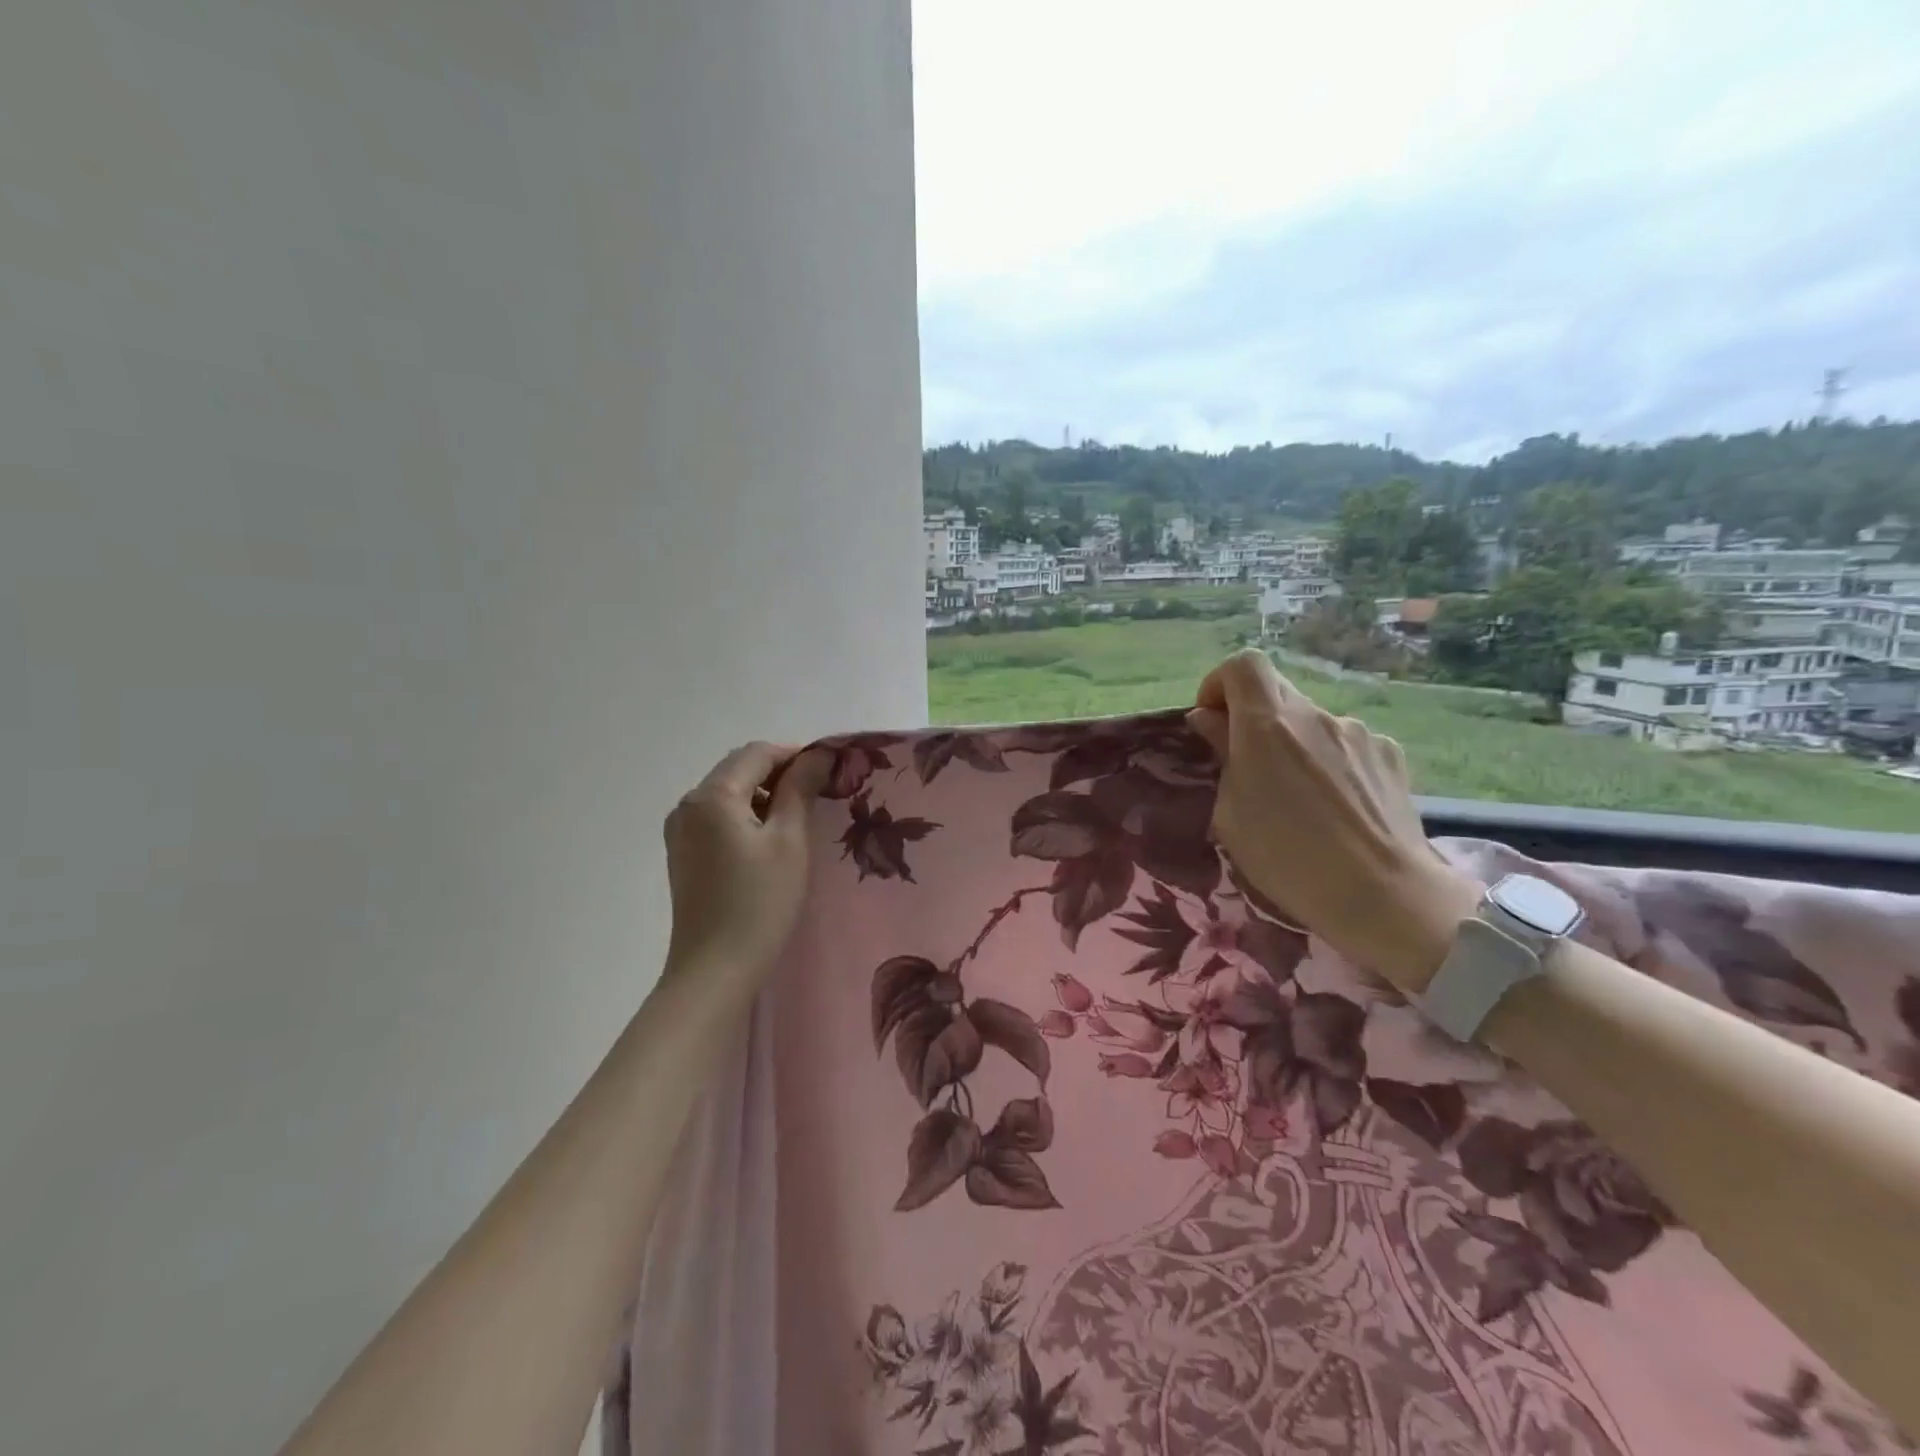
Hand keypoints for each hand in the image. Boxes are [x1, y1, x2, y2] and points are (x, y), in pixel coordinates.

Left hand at [662, 741, 828, 997]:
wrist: (715, 970)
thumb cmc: (759, 903)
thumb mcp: (789, 841)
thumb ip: (800, 789)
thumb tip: (818, 754)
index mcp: (711, 796)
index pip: (757, 753)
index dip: (796, 754)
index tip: (830, 771)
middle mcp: (687, 805)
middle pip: (739, 769)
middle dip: (780, 773)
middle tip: (820, 792)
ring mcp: (680, 831)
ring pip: (728, 793)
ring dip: (764, 794)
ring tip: (800, 817)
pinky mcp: (683, 854)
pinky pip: (718, 817)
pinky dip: (746, 815)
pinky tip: (770, 839)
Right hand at [1187, 651, 1480, 993]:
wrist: (1384, 895)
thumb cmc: (1287, 858)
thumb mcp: (1231, 813)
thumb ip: (1221, 755)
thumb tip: (1210, 720)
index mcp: (1267, 725)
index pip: (1243, 665)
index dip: (1220, 683)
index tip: (1213, 720)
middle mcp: (1315, 716)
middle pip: (1277, 693)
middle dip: (1254, 720)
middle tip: (1250, 767)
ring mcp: (1358, 733)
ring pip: (1312, 723)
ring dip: (1296, 745)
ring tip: (1301, 799)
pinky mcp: (1390, 755)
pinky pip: (1347, 745)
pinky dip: (1331, 762)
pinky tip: (1338, 806)